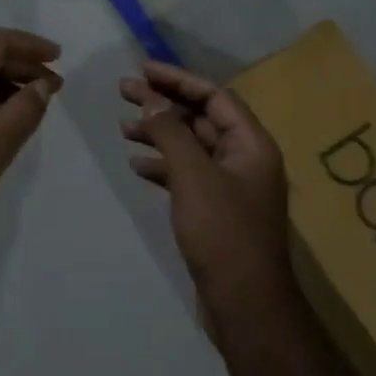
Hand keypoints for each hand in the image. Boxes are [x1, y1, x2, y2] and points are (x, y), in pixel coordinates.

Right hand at [120, 62, 300, 343]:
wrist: (245, 305)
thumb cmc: (223, 233)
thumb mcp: (193, 175)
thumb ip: (171, 132)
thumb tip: (152, 98)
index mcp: (251, 144)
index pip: (214, 95)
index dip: (178, 79)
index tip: (143, 70)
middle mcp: (244, 159)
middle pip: (200, 117)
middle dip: (163, 103)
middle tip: (124, 91)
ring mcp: (230, 186)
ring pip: (191, 145)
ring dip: (159, 133)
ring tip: (124, 127)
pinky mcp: (216, 210)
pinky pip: (187, 174)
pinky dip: (162, 165)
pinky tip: (137, 166)